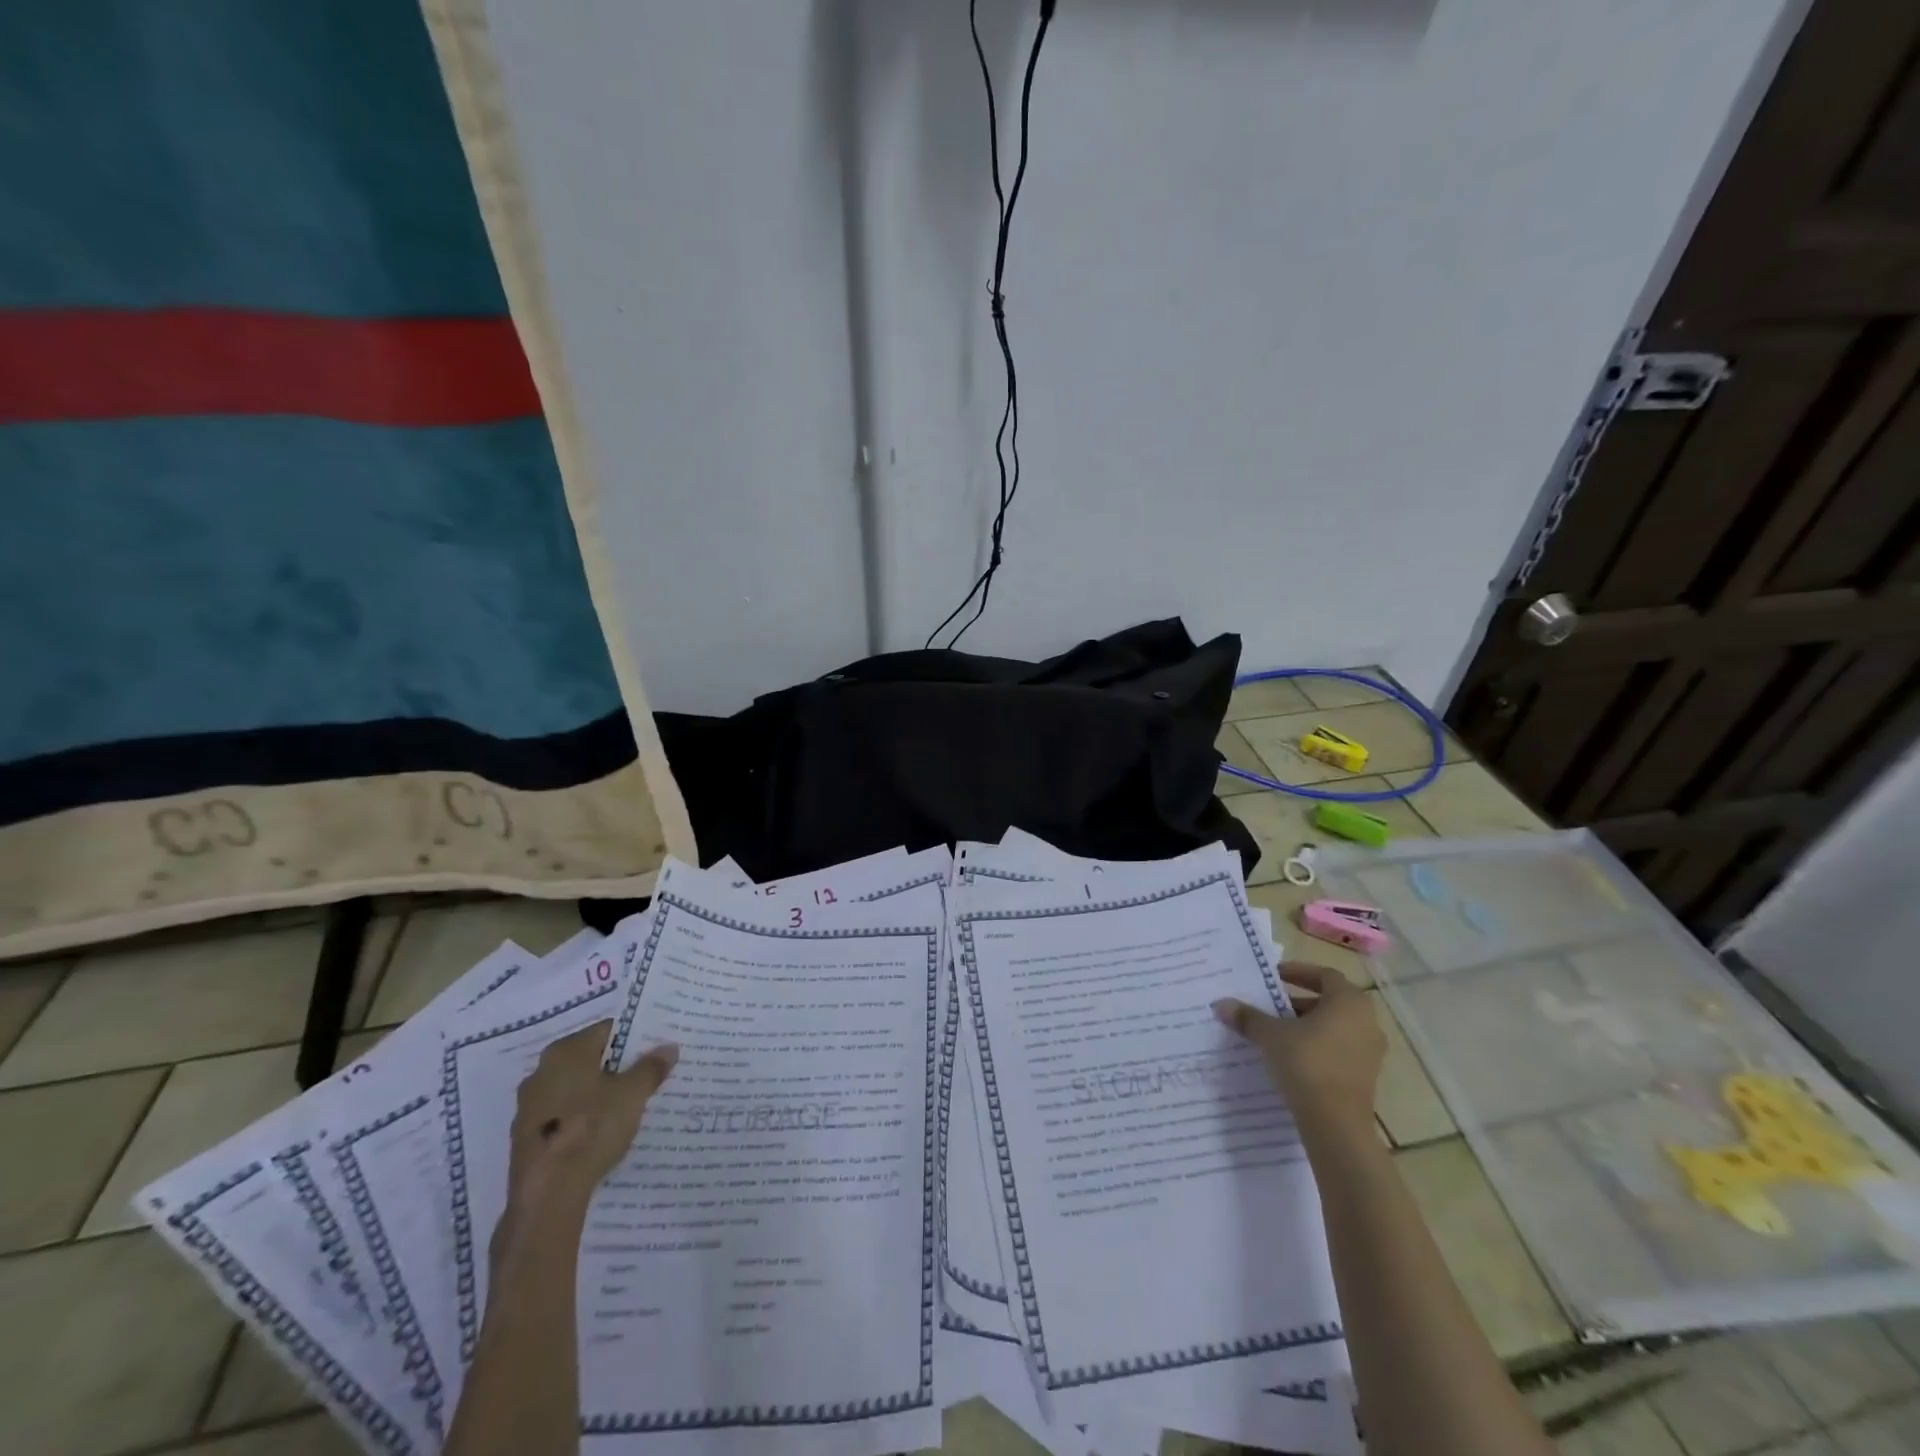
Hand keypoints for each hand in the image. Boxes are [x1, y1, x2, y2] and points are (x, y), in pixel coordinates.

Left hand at [505, 1021, 677, 1205]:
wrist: (546, 1193)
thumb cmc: (591, 1128)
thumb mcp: (633, 1094)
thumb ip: (651, 1067)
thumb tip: (668, 1048)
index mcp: (565, 1051)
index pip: (607, 1030)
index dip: (634, 1038)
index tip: (654, 1050)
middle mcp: (541, 1072)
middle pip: (589, 1060)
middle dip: (616, 1067)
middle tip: (645, 1077)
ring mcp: (528, 1107)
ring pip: (574, 1089)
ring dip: (598, 1094)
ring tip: (627, 1107)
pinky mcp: (525, 1138)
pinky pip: (562, 1116)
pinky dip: (581, 1118)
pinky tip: (601, 1133)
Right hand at [1214, 963, 1382, 1137]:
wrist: (1336, 1124)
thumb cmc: (1306, 1064)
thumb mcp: (1270, 1035)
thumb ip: (1247, 1017)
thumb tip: (1221, 1004)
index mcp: (1349, 1002)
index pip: (1325, 975)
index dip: (1299, 972)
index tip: (1274, 977)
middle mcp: (1367, 1022)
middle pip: (1331, 1001)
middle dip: (1299, 1001)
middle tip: (1272, 1005)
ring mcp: (1371, 1052)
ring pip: (1336, 1027)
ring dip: (1308, 1025)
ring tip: (1278, 1032)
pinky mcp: (1366, 1077)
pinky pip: (1340, 1050)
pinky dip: (1318, 1046)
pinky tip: (1292, 1058)